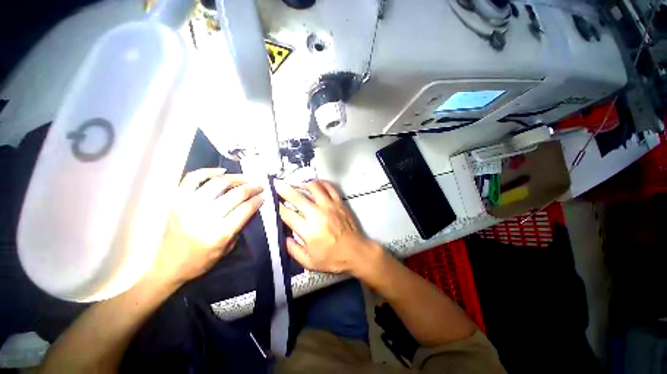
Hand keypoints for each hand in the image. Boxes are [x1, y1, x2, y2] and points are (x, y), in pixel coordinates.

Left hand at [150, 168, 262, 285]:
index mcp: (218, 234)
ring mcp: (188, 206)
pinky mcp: (176, 200)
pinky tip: (221, 171)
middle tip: (260, 185)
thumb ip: (239, 227)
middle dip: (252, 187)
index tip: (264, 195)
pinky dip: (208, 171)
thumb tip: (251, 206)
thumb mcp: (227, 249)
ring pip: (218, 183)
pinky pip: (192, 178)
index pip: (245, 209)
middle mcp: (204, 217)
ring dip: (236, 178)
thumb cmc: (200, 260)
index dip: (257, 200)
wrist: (167, 265)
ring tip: (245, 178)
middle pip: (235, 194)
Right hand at [275, 180, 376, 274]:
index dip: (277, 207)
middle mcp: (317, 214)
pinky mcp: (339, 203)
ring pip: (314, 187)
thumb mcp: (310, 262)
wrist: (356, 252)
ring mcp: (330, 206)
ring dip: (303, 183)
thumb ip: (294, 250)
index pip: (287, 214)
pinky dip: (321, 182)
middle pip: (297, 197)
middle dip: (284, 190)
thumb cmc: (333, 259)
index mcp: (308, 230)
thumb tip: (284, 238)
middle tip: (278, 185)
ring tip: (296, 182)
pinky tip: (315, 182)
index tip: (272, 201)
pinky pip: (330, 187)